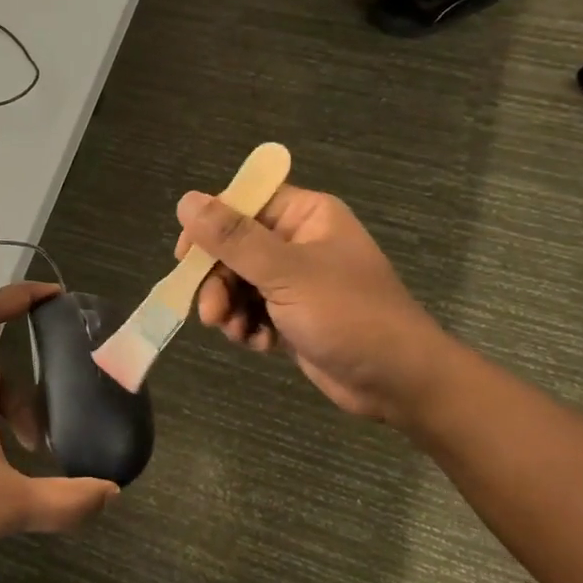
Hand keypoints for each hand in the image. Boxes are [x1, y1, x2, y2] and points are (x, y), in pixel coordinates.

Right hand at [174, 185, 454, 426]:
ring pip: (237, 283)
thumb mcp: (286, 273)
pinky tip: (259, 344)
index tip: (185, 258)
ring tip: (238, 333)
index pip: (242, 203)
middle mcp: (298, 242)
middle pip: (233, 248)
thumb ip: (233, 238)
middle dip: (218, 282)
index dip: (209, 227)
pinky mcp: (292, 315)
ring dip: (230, 309)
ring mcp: (295, 281)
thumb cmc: (348, 315)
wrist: (397, 381)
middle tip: (211, 314)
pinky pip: (252, 311)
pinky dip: (248, 327)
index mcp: (305, 216)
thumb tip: (186, 201)